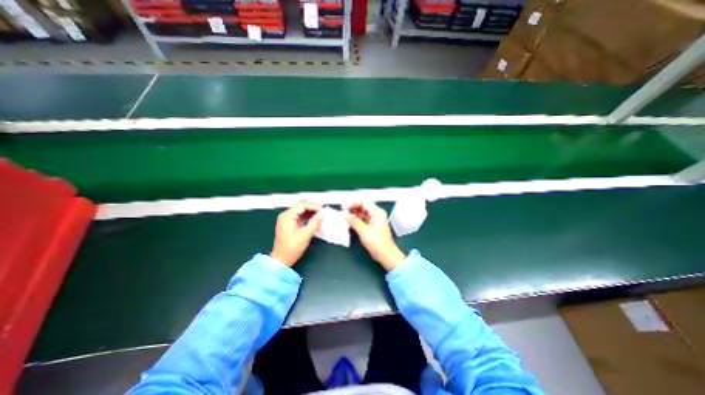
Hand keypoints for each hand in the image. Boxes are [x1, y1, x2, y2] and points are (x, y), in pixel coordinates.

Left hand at [271, 201, 323, 266]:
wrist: (281, 260)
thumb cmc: (291, 248)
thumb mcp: (306, 235)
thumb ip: (315, 222)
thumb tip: (322, 214)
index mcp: (288, 216)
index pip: (303, 204)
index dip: (314, 206)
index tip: (322, 211)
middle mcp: (285, 215)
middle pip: (301, 206)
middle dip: (313, 208)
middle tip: (322, 213)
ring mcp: (286, 219)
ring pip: (301, 210)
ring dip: (311, 212)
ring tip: (320, 217)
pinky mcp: (288, 224)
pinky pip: (299, 216)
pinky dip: (307, 217)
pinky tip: (313, 221)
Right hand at [344, 203, 404, 268]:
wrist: (385, 255)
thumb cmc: (378, 243)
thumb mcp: (364, 231)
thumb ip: (354, 221)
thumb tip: (344, 216)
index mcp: (377, 213)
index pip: (364, 203)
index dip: (353, 203)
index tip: (344, 206)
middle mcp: (376, 215)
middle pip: (362, 207)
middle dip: (352, 208)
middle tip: (342, 211)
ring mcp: (373, 221)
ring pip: (361, 214)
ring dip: (352, 214)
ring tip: (343, 216)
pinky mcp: (371, 227)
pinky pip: (361, 220)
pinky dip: (355, 220)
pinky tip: (348, 222)